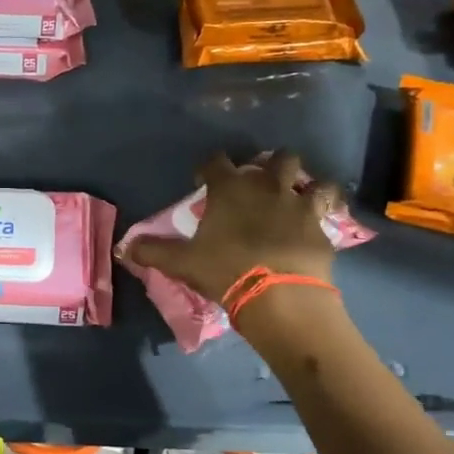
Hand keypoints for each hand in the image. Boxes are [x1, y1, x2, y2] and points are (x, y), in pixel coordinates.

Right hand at [124, 152, 340, 305]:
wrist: (279, 295)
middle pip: (276, 158)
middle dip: (269, 165)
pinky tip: (320, 221)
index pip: (216, 162)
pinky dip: (327, 211)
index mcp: (230, 190)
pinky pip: (330, 209)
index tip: (203, 181)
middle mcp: (267, 187)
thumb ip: (152, 251)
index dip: (208, 168)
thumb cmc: (225, 270)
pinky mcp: (322, 227)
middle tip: (259, 183)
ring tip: (298, 196)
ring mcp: (299, 205)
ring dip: (306, 183)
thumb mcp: (182, 263)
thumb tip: (123, 248)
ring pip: (311, 178)